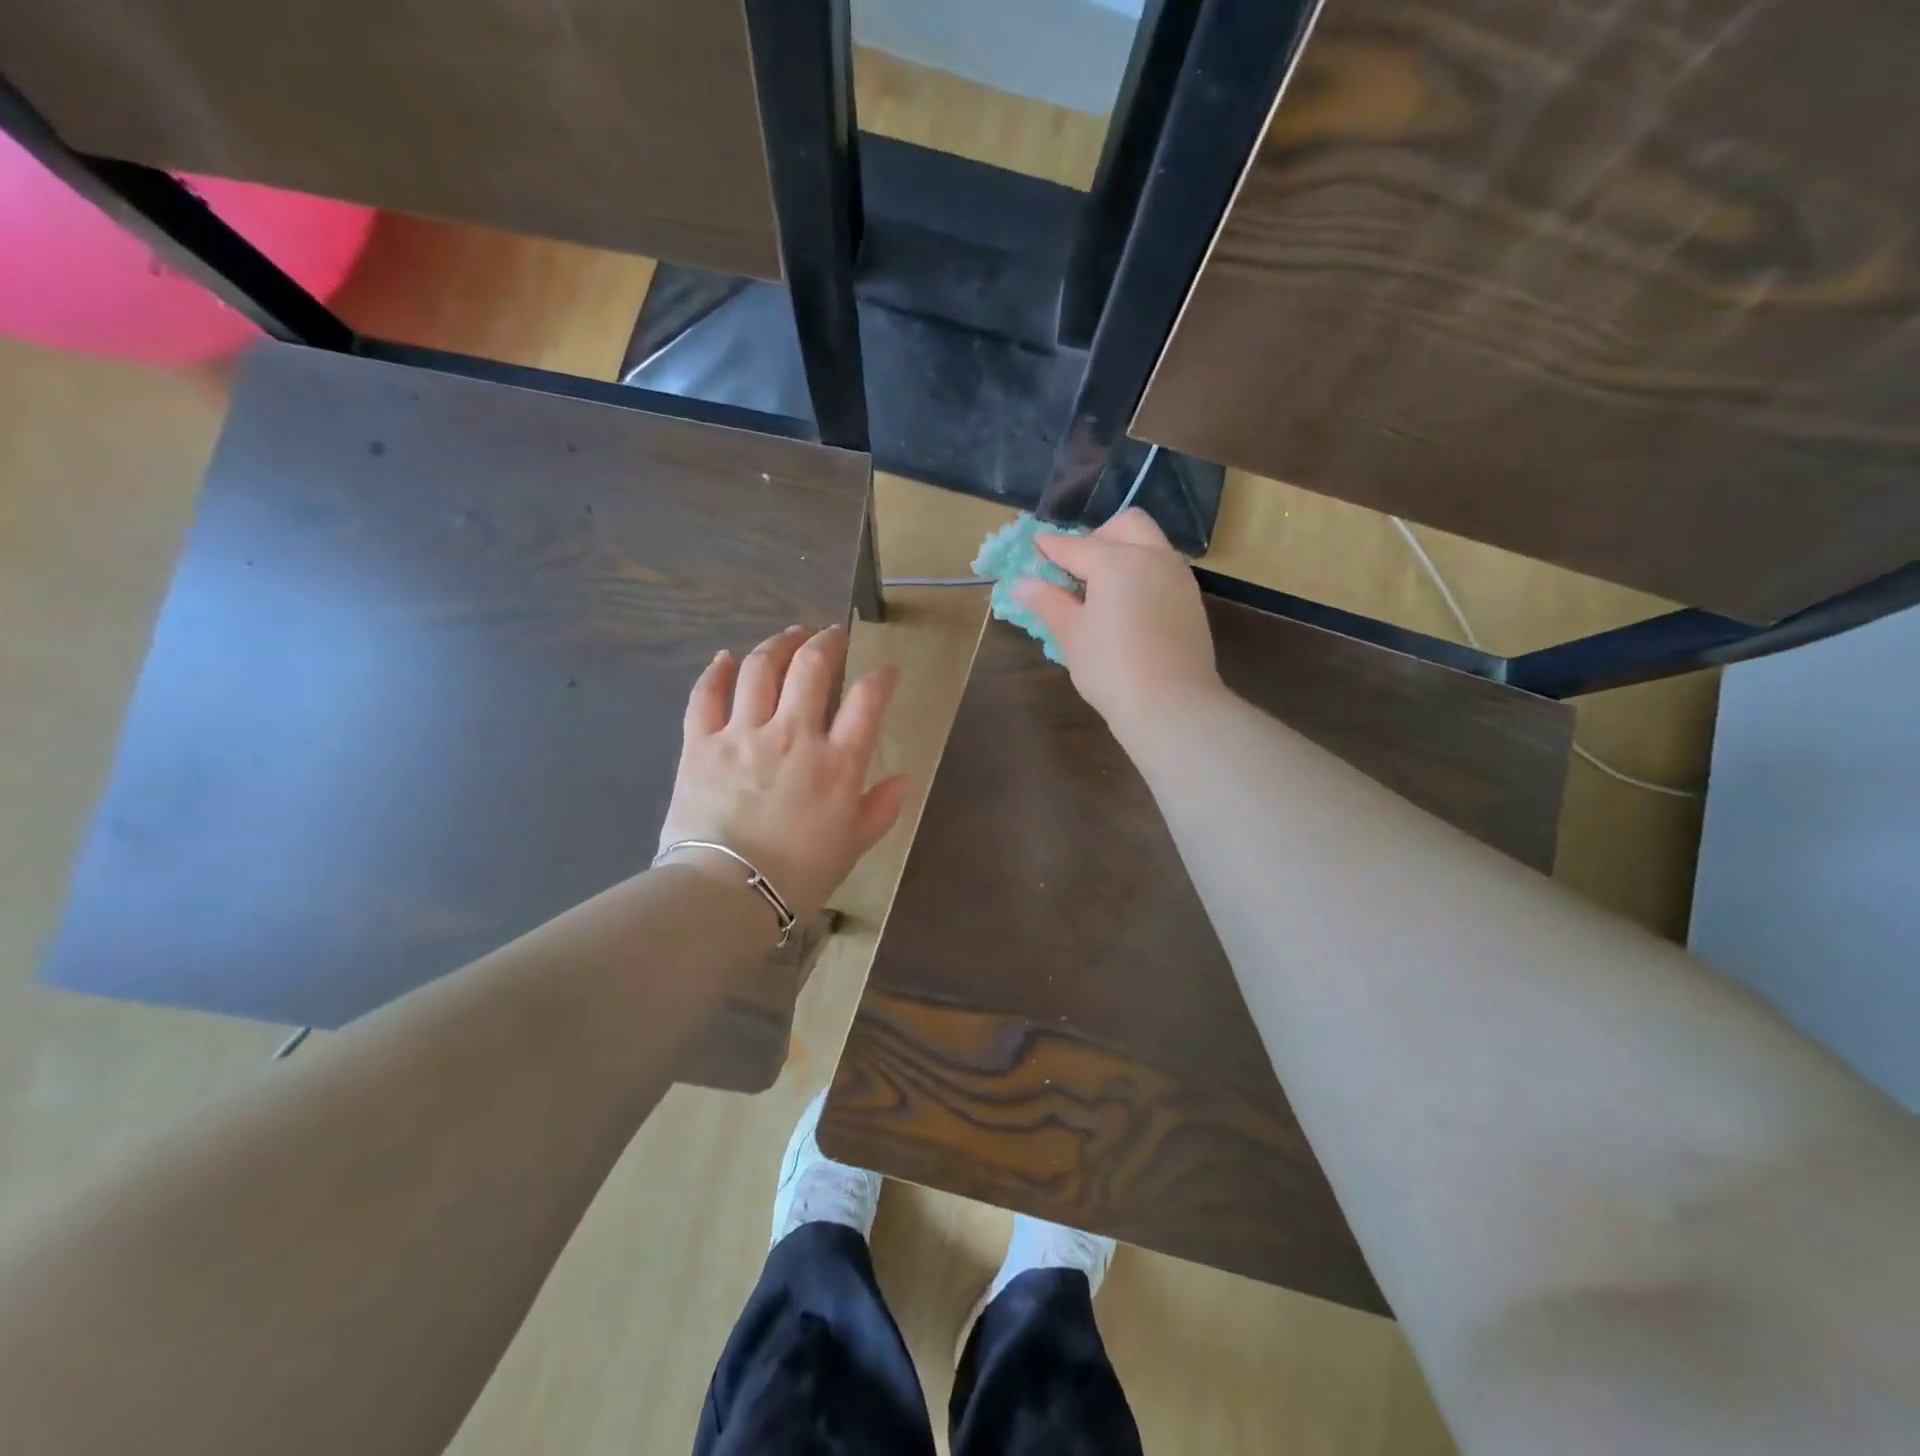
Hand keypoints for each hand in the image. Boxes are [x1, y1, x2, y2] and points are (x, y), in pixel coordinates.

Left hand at [657, 625, 909, 920]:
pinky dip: (716, 671)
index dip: (881, 678)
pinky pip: (706, 695)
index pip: (866, 700)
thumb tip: (904, 779)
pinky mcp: (700, 744)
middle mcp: (793, 735)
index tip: (886, 670)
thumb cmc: (798, 874)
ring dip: (777, 644)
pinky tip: (725, 658)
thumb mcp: (853, 845)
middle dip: (826, 642)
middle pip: (810, 667)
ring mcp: (743, 734)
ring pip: (759, 669)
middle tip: (832, 635)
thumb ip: (881, 808)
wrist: (726, 893)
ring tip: (788, 636)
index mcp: (837, 762)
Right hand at [1013, 509, 1221, 738]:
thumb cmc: (1111, 668)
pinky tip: (1126, 606)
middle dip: (1098, 536)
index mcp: (1118, 561)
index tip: (1034, 546)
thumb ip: (1047, 602)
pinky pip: (1163, 571)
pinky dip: (1141, 574)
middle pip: (1126, 525)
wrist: (1172, 705)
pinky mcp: (1191, 602)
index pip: (1076, 546)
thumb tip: (1022, 584)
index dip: (1051, 547)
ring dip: (1124, 553)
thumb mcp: (1071, 634)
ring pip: (1150, 545)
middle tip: (1076, 567)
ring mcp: (1178, 578)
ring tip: (1099, 588)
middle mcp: (1153, 557)